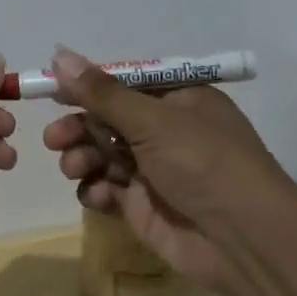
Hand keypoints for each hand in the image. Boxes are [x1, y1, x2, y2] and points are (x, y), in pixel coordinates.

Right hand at [40, 46, 291, 295]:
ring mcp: (154, 171)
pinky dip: (97, 190)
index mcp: (179, 100)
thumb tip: (59, 55)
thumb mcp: (153, 121)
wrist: (244, 240)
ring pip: (102, 155)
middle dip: (79, 127)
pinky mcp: (144, 206)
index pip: (124, 84)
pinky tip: (99, 196)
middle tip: (54, 139)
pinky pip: (108, 189)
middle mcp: (166, 132)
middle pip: (108, 120)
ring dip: (82, 158)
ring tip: (74, 168)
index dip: (88, 87)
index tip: (52, 91)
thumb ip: (102, 93)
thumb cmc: (204, 164)